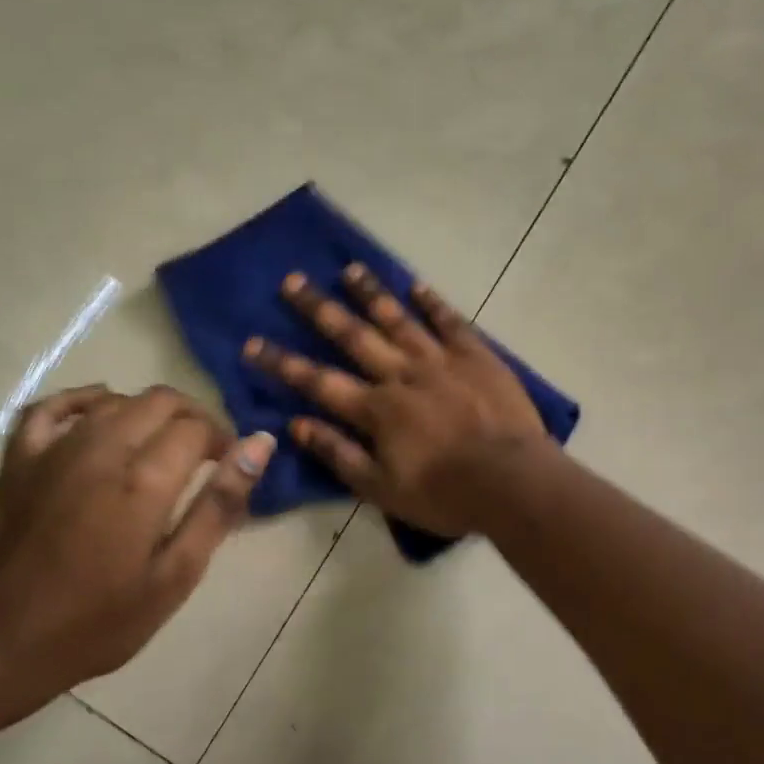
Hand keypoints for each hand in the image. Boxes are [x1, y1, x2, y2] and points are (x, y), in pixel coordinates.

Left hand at [0, 385, 274, 699]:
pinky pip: (52, 406)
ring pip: (115, 400)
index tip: (229, 468)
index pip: (197, 429)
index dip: (223, 441)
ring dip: (148, 412)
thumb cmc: (99, 621)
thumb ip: (219, 505)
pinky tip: (100, 410)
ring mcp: (53, 450)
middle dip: (192, 419)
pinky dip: (82, 400)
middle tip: (202, 456)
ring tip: (159, 447)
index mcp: (143, 482)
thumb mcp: (176, 575)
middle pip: (160, 401)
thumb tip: (259, 445)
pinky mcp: (18, 459)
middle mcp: (100, 450)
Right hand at [243, 265, 549, 535]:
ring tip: (348, 269)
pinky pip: (450, 322)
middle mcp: (401, 374)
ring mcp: (441, 360)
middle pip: (353, 336)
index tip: (252, 343)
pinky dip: (432, 303)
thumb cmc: (444, 493)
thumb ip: (339, 454)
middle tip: (292, 280)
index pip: (318, 382)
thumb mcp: (381, 489)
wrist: (511, 480)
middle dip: (318, 309)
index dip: (283, 363)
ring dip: (371, 293)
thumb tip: (297, 425)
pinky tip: (416, 286)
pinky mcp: (477, 355)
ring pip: (398, 319)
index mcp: (377, 409)